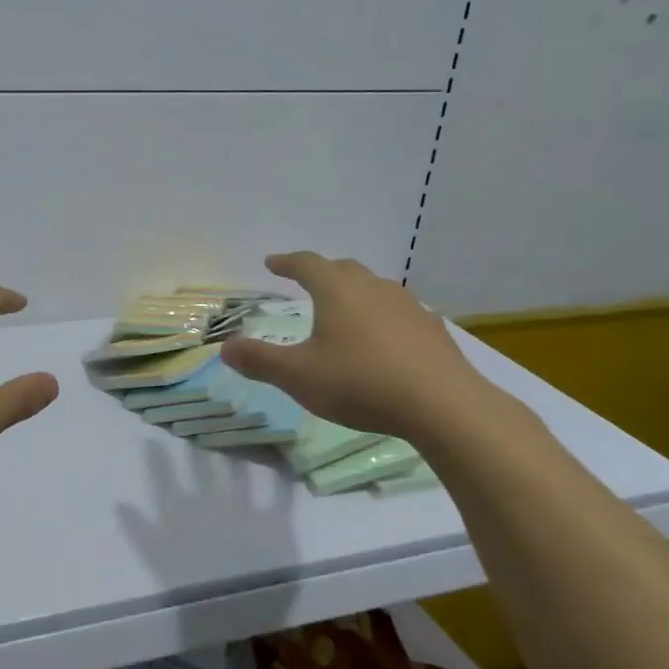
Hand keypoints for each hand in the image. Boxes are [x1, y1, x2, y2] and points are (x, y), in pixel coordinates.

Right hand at [219, 252, 496, 442]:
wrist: (443, 405)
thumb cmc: (361, 382)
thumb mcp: (299, 376)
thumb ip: (260, 361)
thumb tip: (226, 348)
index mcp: (337, 291)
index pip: (307, 264)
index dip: (287, 263)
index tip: (272, 263)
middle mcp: (373, 289)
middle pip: (344, 270)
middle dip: (322, 272)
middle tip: (307, 280)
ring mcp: (408, 307)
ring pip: (375, 289)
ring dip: (355, 293)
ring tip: (345, 310)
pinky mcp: (433, 331)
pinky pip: (400, 313)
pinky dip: (383, 318)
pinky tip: (384, 340)